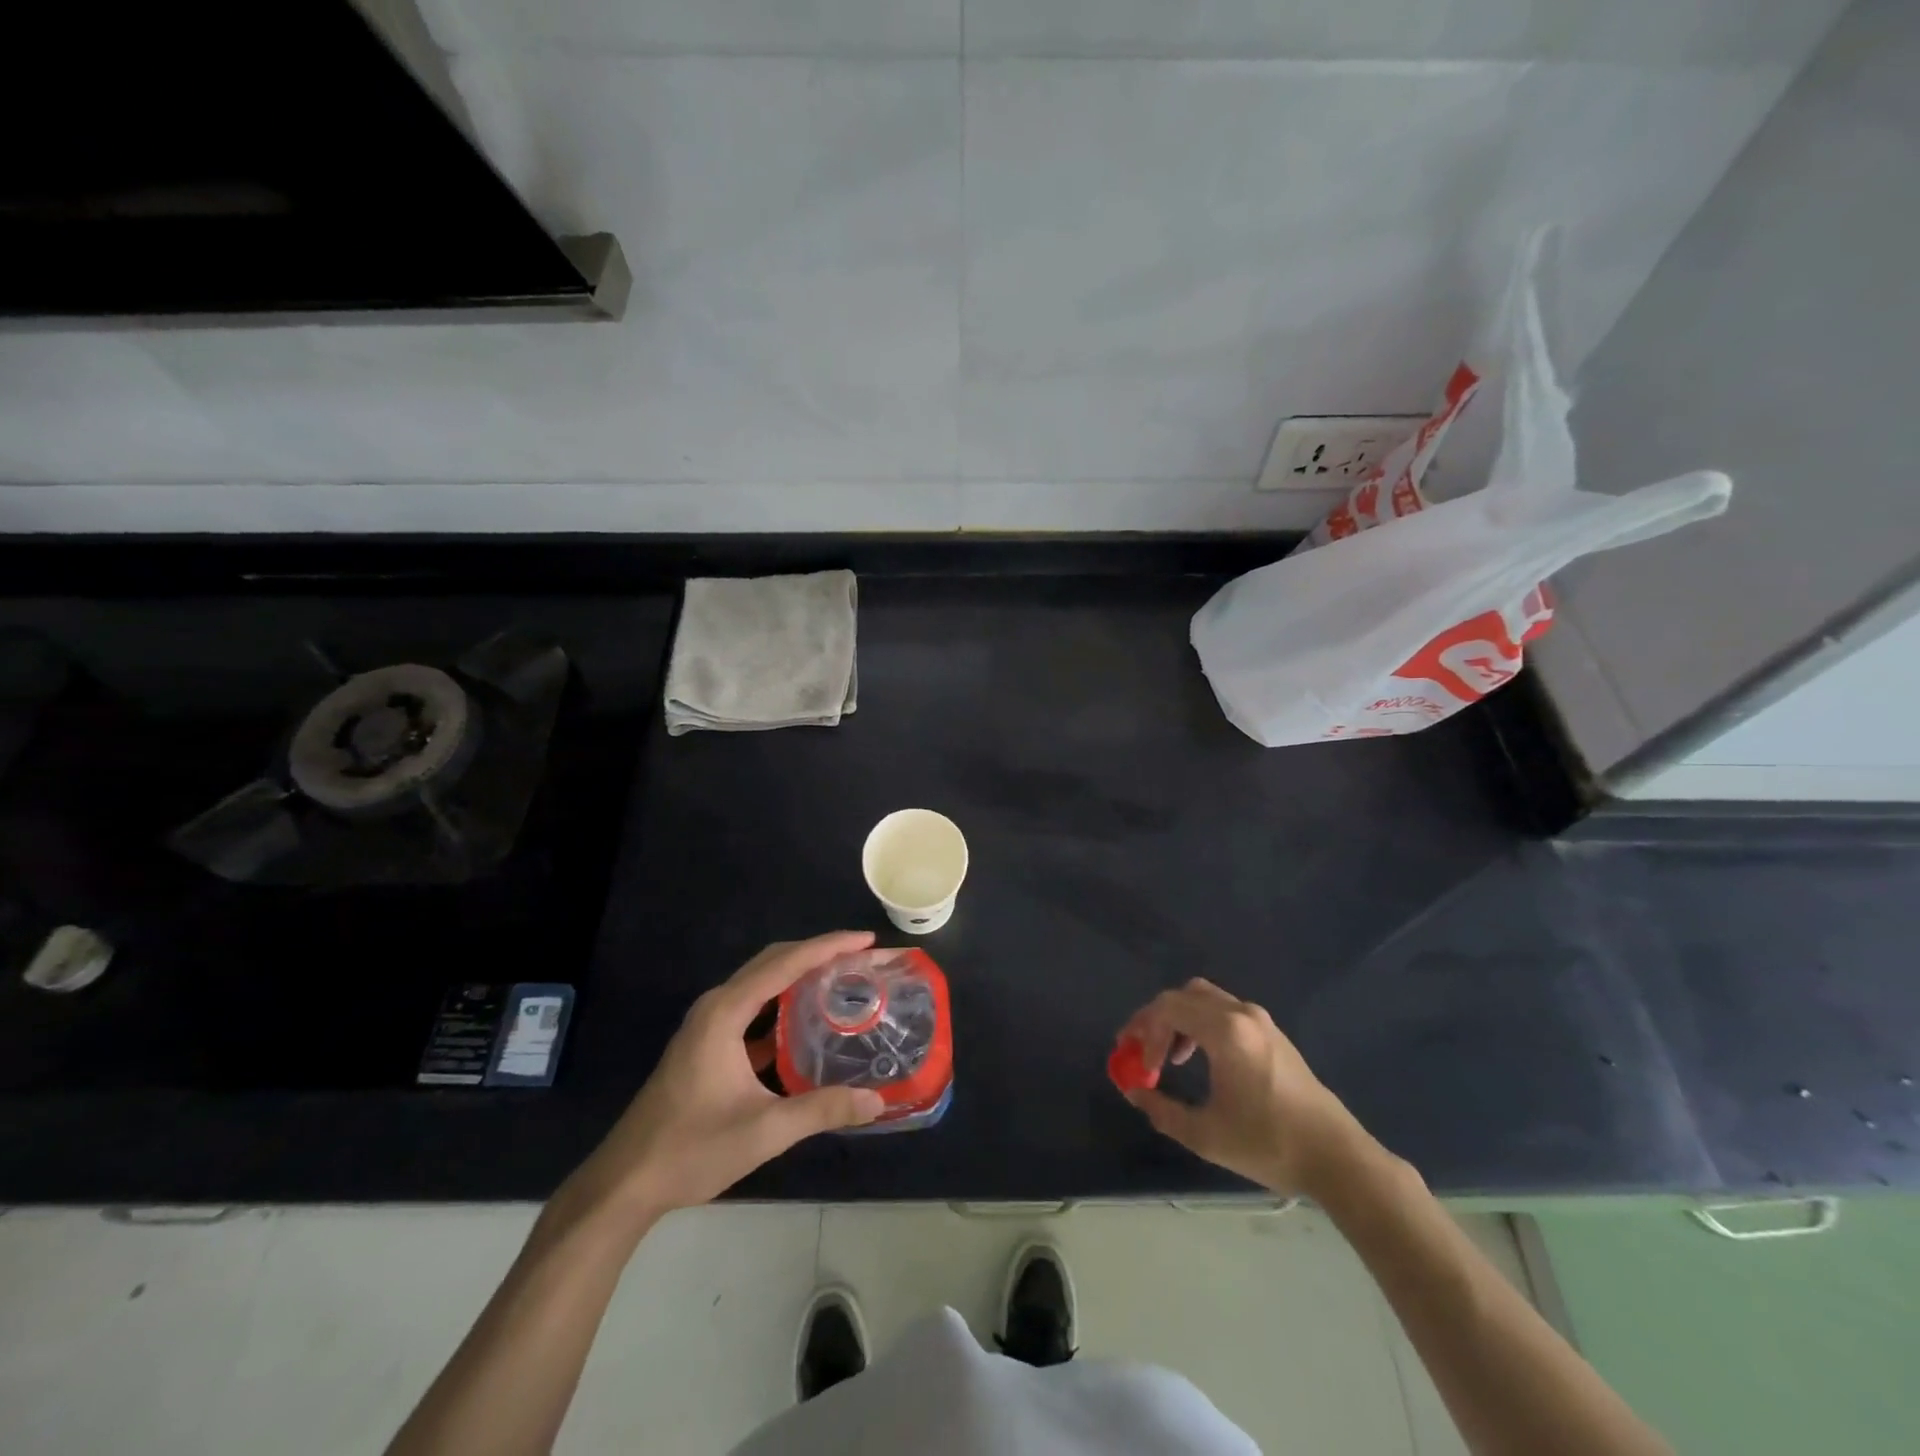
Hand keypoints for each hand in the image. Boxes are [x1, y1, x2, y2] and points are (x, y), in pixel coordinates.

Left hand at [560, 932, 885, 1224]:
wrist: (626, 1182)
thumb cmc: (691, 1149)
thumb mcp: (764, 1131)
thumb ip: (822, 1110)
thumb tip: (877, 1100)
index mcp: (725, 1012)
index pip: (785, 963)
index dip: (828, 947)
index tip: (867, 941)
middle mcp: (716, 1006)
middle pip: (773, 962)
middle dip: (819, 953)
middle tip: (862, 957)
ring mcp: (709, 1024)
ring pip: (762, 983)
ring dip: (801, 974)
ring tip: (842, 978)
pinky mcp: (708, 1043)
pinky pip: (753, 1007)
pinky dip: (784, 1003)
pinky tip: (808, 1020)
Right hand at [1118, 978, 1369, 1198]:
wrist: (1337, 1157)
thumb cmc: (1270, 1143)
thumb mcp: (1206, 1135)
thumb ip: (1162, 1110)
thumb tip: (1133, 1093)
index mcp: (1226, 1031)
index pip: (1168, 1008)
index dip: (1143, 1032)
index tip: (1138, 1067)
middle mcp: (1242, 1014)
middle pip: (1183, 996)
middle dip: (1155, 1019)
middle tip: (1140, 1050)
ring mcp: (1260, 1021)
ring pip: (1204, 999)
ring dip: (1178, 1020)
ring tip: (1167, 1057)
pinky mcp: (1272, 1033)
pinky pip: (1224, 1011)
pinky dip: (1200, 1024)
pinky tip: (1199, 1058)